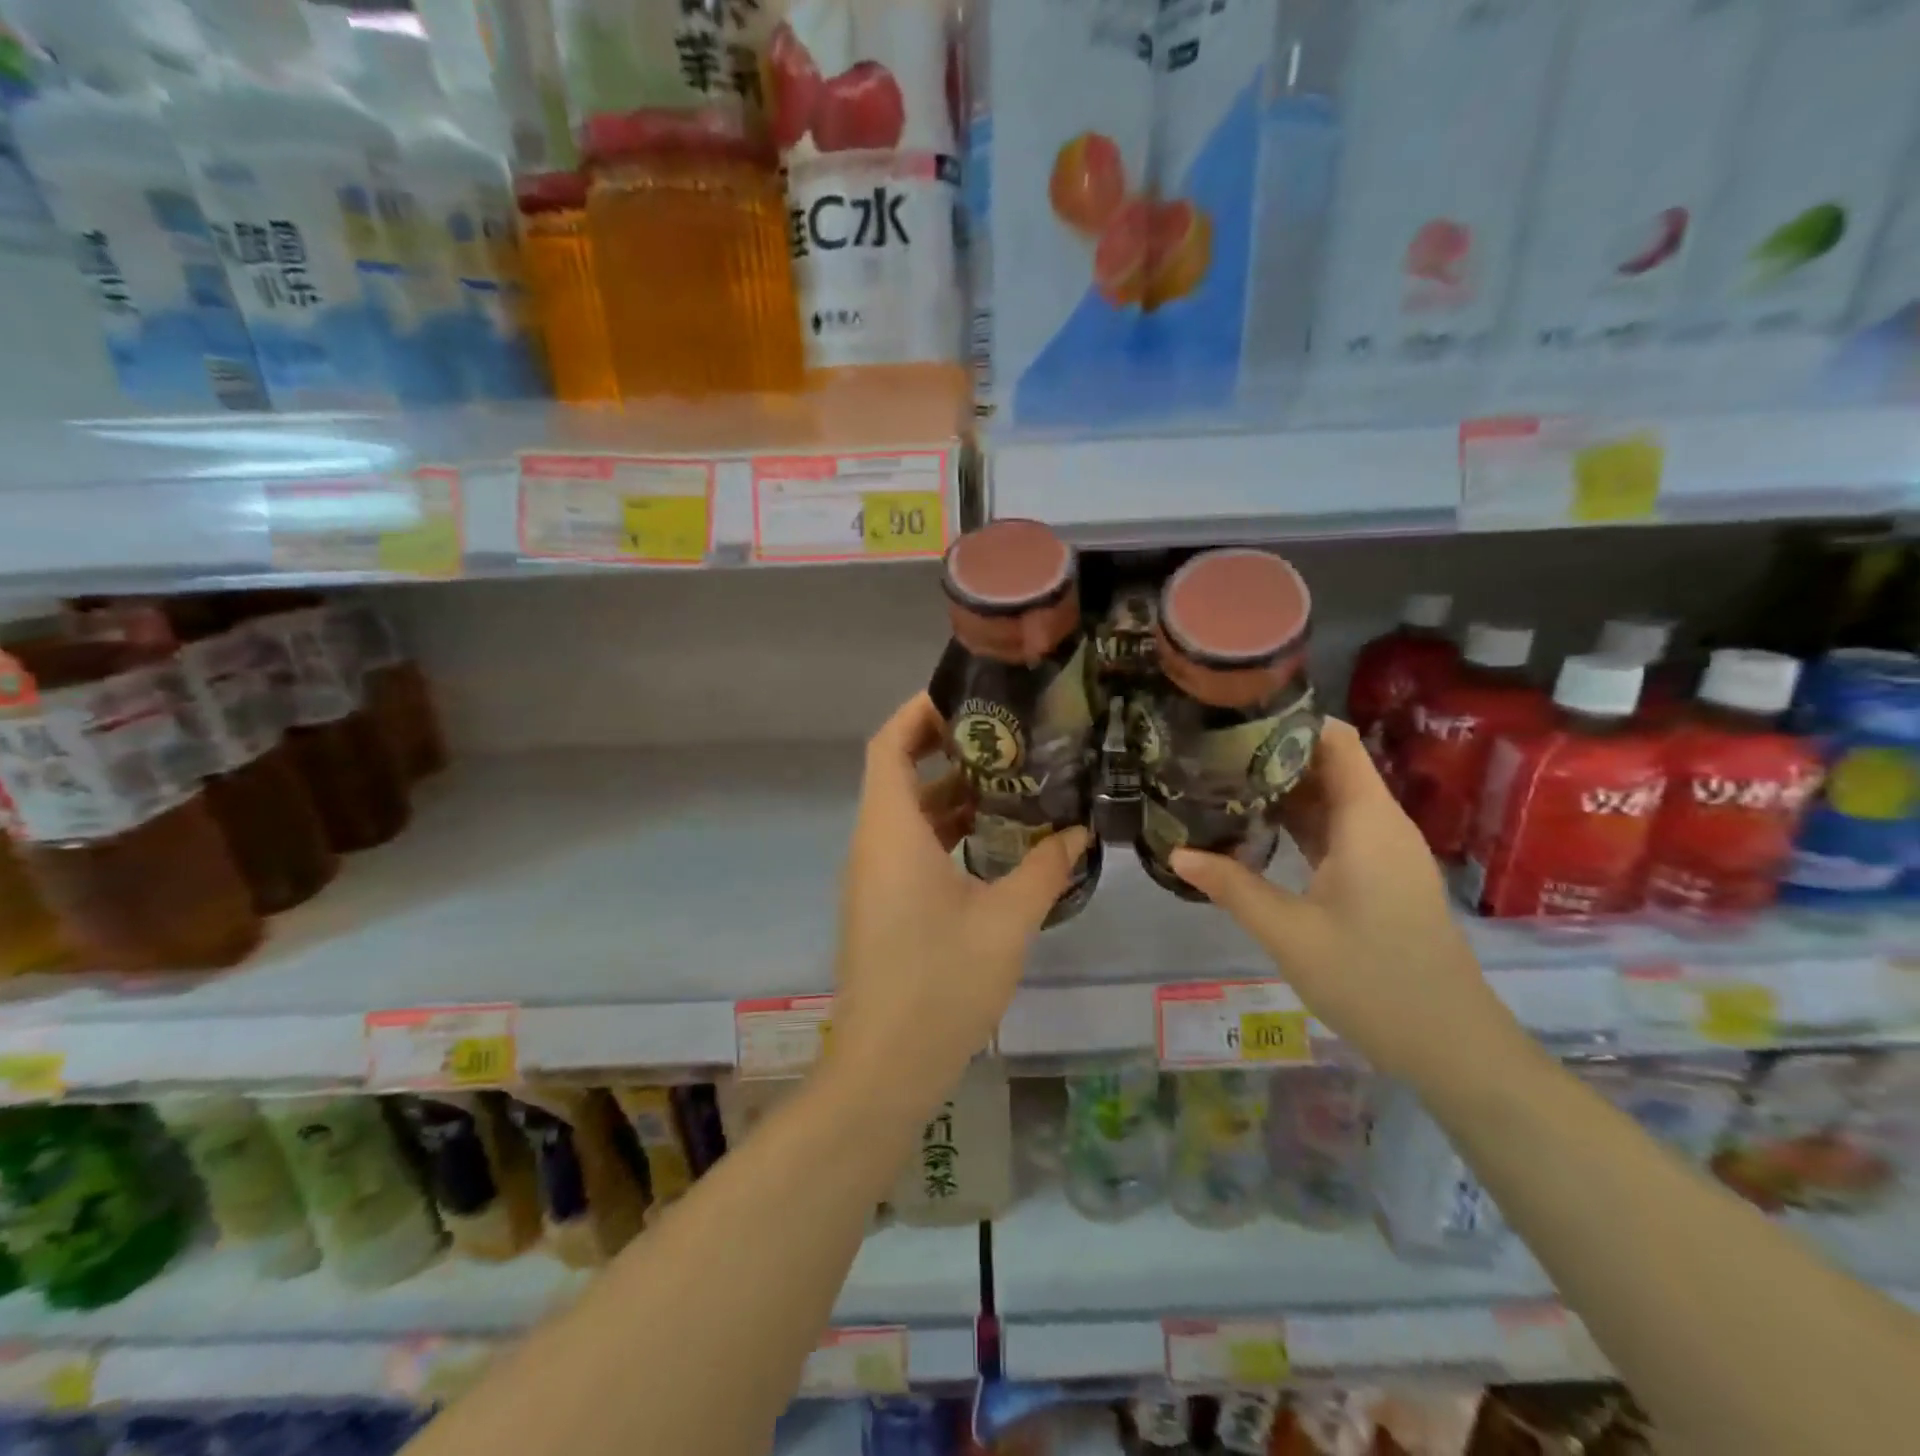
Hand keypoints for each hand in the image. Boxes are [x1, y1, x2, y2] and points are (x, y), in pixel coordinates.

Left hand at [829, 693, 1089, 1120]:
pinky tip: (997, 838)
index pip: (889, 745)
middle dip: (948, 749)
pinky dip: (947, 831)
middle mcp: (874, 844)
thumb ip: (1044, 869)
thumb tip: (1078, 833)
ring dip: (952, 794)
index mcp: (891, 832)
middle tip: (1008, 735)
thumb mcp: (1005, 921)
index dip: (919, 712)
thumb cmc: (941, 984)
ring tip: (1015, 778)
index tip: (968, 697)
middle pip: (899, 773)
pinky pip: (911, 847)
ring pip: (908, 814)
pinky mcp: (884, 904)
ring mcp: (875, 876)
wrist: (886, 1068)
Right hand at [1171, 719, 1525, 1091]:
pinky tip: (1255, 830)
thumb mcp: (1289, 933)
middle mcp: (1380, 824)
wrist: (1451, 1046)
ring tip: (1220, 783)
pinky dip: (1298, 822)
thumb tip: (1177, 853)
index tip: (1234, 719)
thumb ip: (1232, 887)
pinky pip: (1336, 830)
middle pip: (1329, 765)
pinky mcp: (1381, 876)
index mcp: (1367, 821)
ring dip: (1282, 790)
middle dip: (1273, 754)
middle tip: (1210, 752)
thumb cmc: (1372, 981)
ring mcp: (1383, 852)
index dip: (1290, 721)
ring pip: (1331, 799)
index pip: (1335, 740)